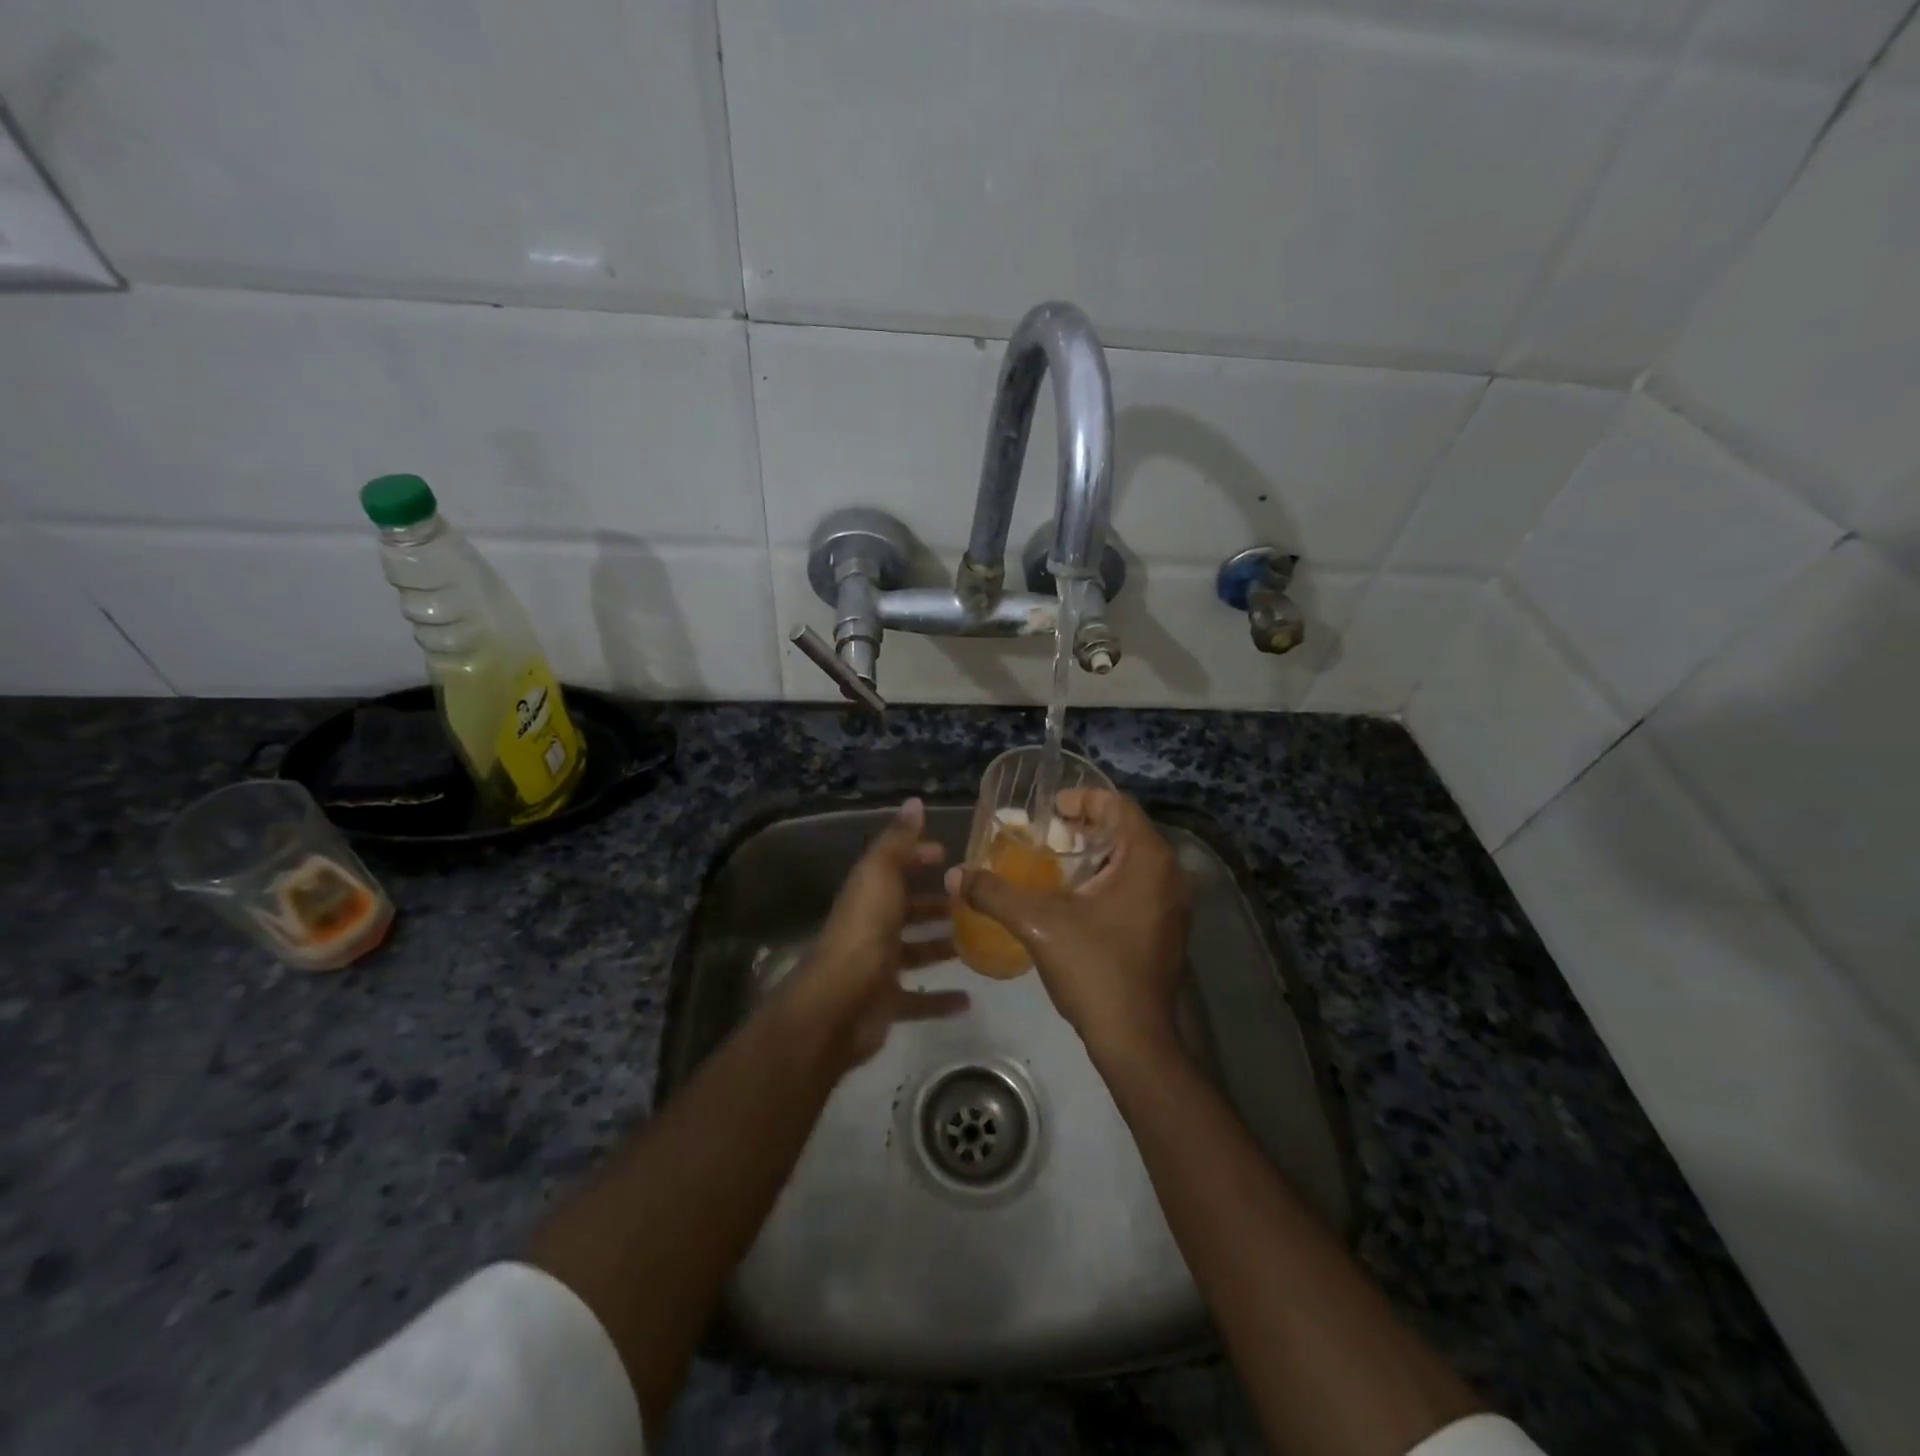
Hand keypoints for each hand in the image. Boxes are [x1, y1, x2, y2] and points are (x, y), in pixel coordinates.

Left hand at [783, 798, 969, 1068]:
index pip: (893, 867)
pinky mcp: (887, 1002)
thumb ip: (898, 840)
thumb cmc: (865, 931)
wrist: (839, 1003)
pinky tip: (968, 999)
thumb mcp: (881, 874)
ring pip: (914, 952)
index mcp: (868, 894)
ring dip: (940, 947)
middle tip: (972, 902)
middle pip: (906, 911)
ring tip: (976, 943)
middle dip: (935, 905)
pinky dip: (941, 999)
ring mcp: (878, 966)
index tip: (947, 854)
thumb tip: (914, 801)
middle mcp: (871, 927)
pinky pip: (918, 999)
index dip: (917, 857)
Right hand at [952, 789, 1188, 1063]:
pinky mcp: (1170, 928)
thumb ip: (994, 893)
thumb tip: (954, 874)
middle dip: (1086, 827)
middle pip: (1127, 831)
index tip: (1051, 809)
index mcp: (1149, 860)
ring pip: (1134, 860)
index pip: (1119, 806)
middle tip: (1047, 834)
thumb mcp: (1037, 925)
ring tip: (1057, 862)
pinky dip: (1111, 879)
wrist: (1135, 1039)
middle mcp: (1171, 874)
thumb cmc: (1094, 970)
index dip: (1083, 799)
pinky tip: (1078, 898)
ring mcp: (1175, 904)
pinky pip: (1141, 885)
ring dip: (1098, 855)